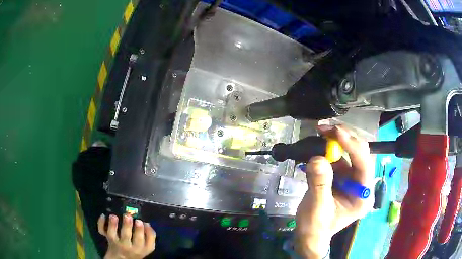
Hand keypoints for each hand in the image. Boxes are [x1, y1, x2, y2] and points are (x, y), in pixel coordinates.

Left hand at [98, 214, 155, 258]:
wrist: (122, 258)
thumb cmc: (135, 249)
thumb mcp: (146, 247)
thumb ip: (149, 236)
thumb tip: (147, 223)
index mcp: (141, 248)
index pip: (144, 242)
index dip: (143, 231)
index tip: (141, 221)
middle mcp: (128, 246)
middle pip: (127, 237)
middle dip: (128, 226)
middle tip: (128, 216)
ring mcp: (116, 243)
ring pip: (112, 234)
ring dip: (113, 225)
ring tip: (114, 216)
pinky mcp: (107, 238)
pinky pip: (102, 231)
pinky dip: (101, 223)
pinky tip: (103, 216)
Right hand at [295, 125, 374, 257]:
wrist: (309, 235)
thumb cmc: (315, 228)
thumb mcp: (316, 209)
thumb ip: (319, 184)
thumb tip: (317, 158)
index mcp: (362, 196)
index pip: (364, 165)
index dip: (353, 147)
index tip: (337, 133)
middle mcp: (361, 184)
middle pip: (360, 155)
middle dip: (345, 139)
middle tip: (326, 128)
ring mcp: (352, 179)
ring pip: (349, 153)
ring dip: (336, 141)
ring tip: (322, 131)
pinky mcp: (342, 177)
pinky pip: (338, 158)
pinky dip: (329, 149)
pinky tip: (320, 142)